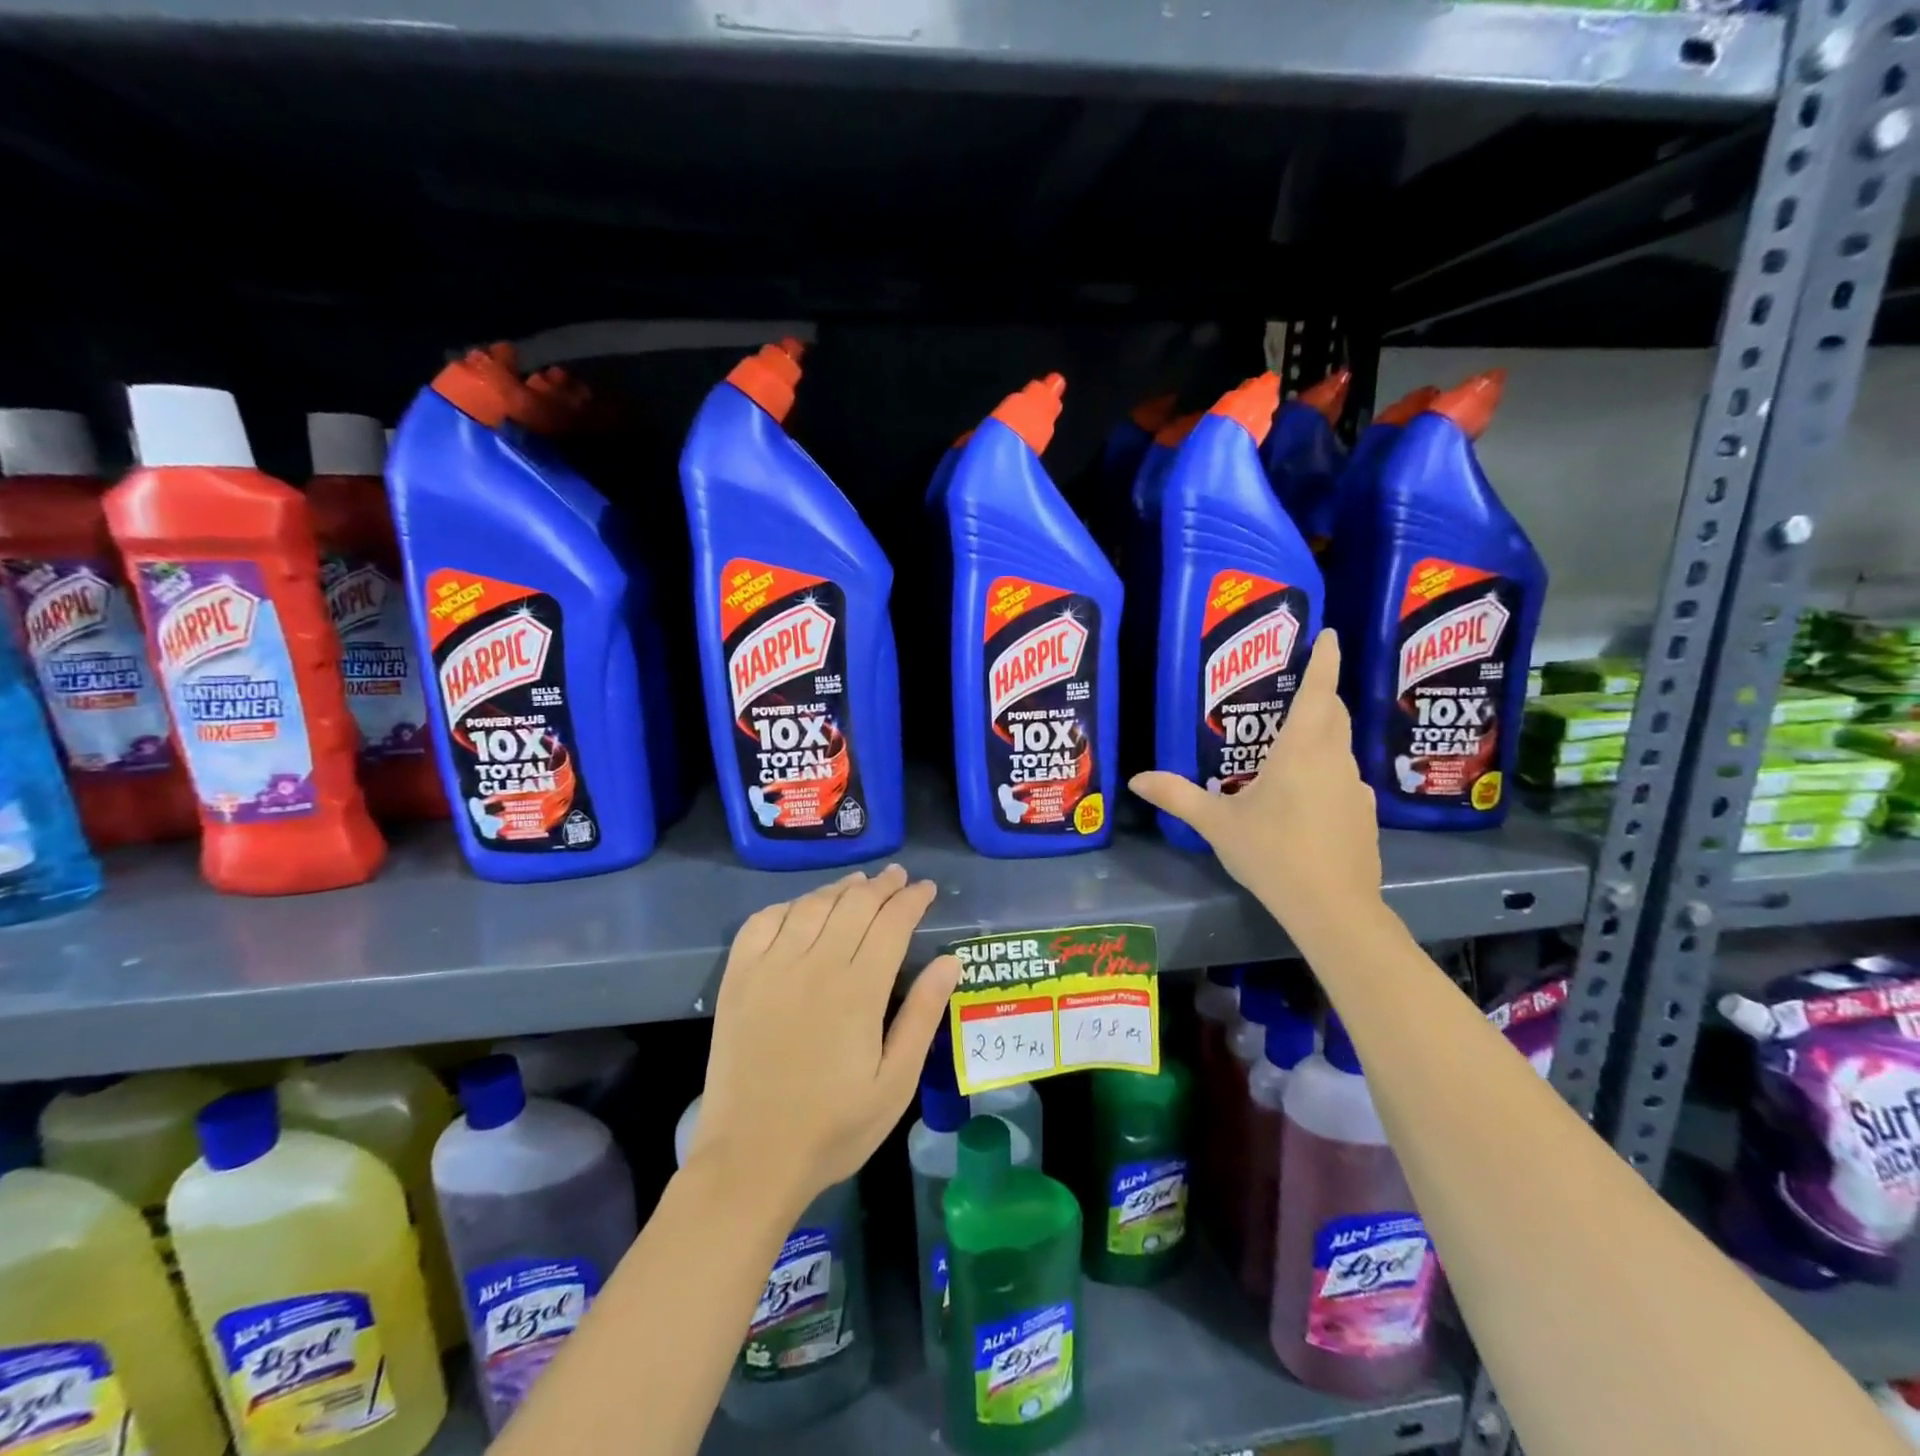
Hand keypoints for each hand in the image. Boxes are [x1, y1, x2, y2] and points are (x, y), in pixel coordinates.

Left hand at [690, 865, 961, 1211]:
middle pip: (854, 904)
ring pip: (812, 906)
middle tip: (899, 877)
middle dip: (882, 885)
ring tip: (859, 882)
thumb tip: (949, 960)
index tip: (926, 889)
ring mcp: (771, 967)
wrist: (750, 1159)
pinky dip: (788, 905)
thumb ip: (922, 1016)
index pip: (892, 923)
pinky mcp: (738, 978)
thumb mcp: (895, 1083)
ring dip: (840, 888)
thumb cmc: (833, 1127)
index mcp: (859, 990)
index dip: (912, 900)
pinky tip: (802, 908)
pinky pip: (762, 921)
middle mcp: (815, 965)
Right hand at [1130, 629, 1381, 931]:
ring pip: (1339, 749)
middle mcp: (1335, 760)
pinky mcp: (1364, 815)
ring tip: (1288, 748)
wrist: (1333, 908)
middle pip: (1333, 715)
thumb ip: (1177, 797)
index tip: (1331, 634)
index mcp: (1301, 750)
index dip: (1325, 660)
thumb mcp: (1217, 824)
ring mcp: (1356, 789)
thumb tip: (1136, 779)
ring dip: (1321, 737)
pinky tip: (1304, 801)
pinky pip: (1344, 780)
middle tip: (1294, 690)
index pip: (1318, 692)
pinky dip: (1326, 774)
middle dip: (1320, 695)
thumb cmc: (1272, 853)